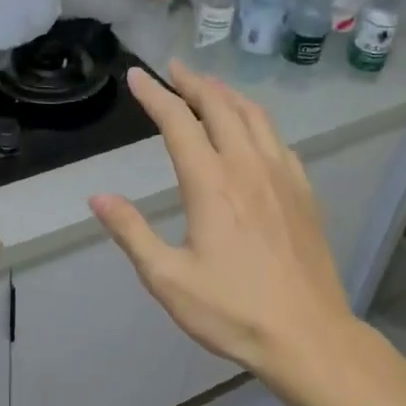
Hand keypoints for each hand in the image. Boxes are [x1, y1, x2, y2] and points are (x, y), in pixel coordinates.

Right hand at [89, 61, 360, 387]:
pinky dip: (258, 122)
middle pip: (220, 107)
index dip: (155, 94)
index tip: (138, 75)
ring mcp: (283, 176)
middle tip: (173, 70)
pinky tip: (253, 133)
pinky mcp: (304, 193)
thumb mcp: (167, 279)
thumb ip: (132, 233)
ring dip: (228, 95)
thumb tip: (98, 197)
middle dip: (194, 83)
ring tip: (209, 88)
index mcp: (212, 184)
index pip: (178, 122)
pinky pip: (279, 140)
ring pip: (255, 117)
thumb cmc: (232, 311)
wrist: (307, 335)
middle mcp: (249, 167)